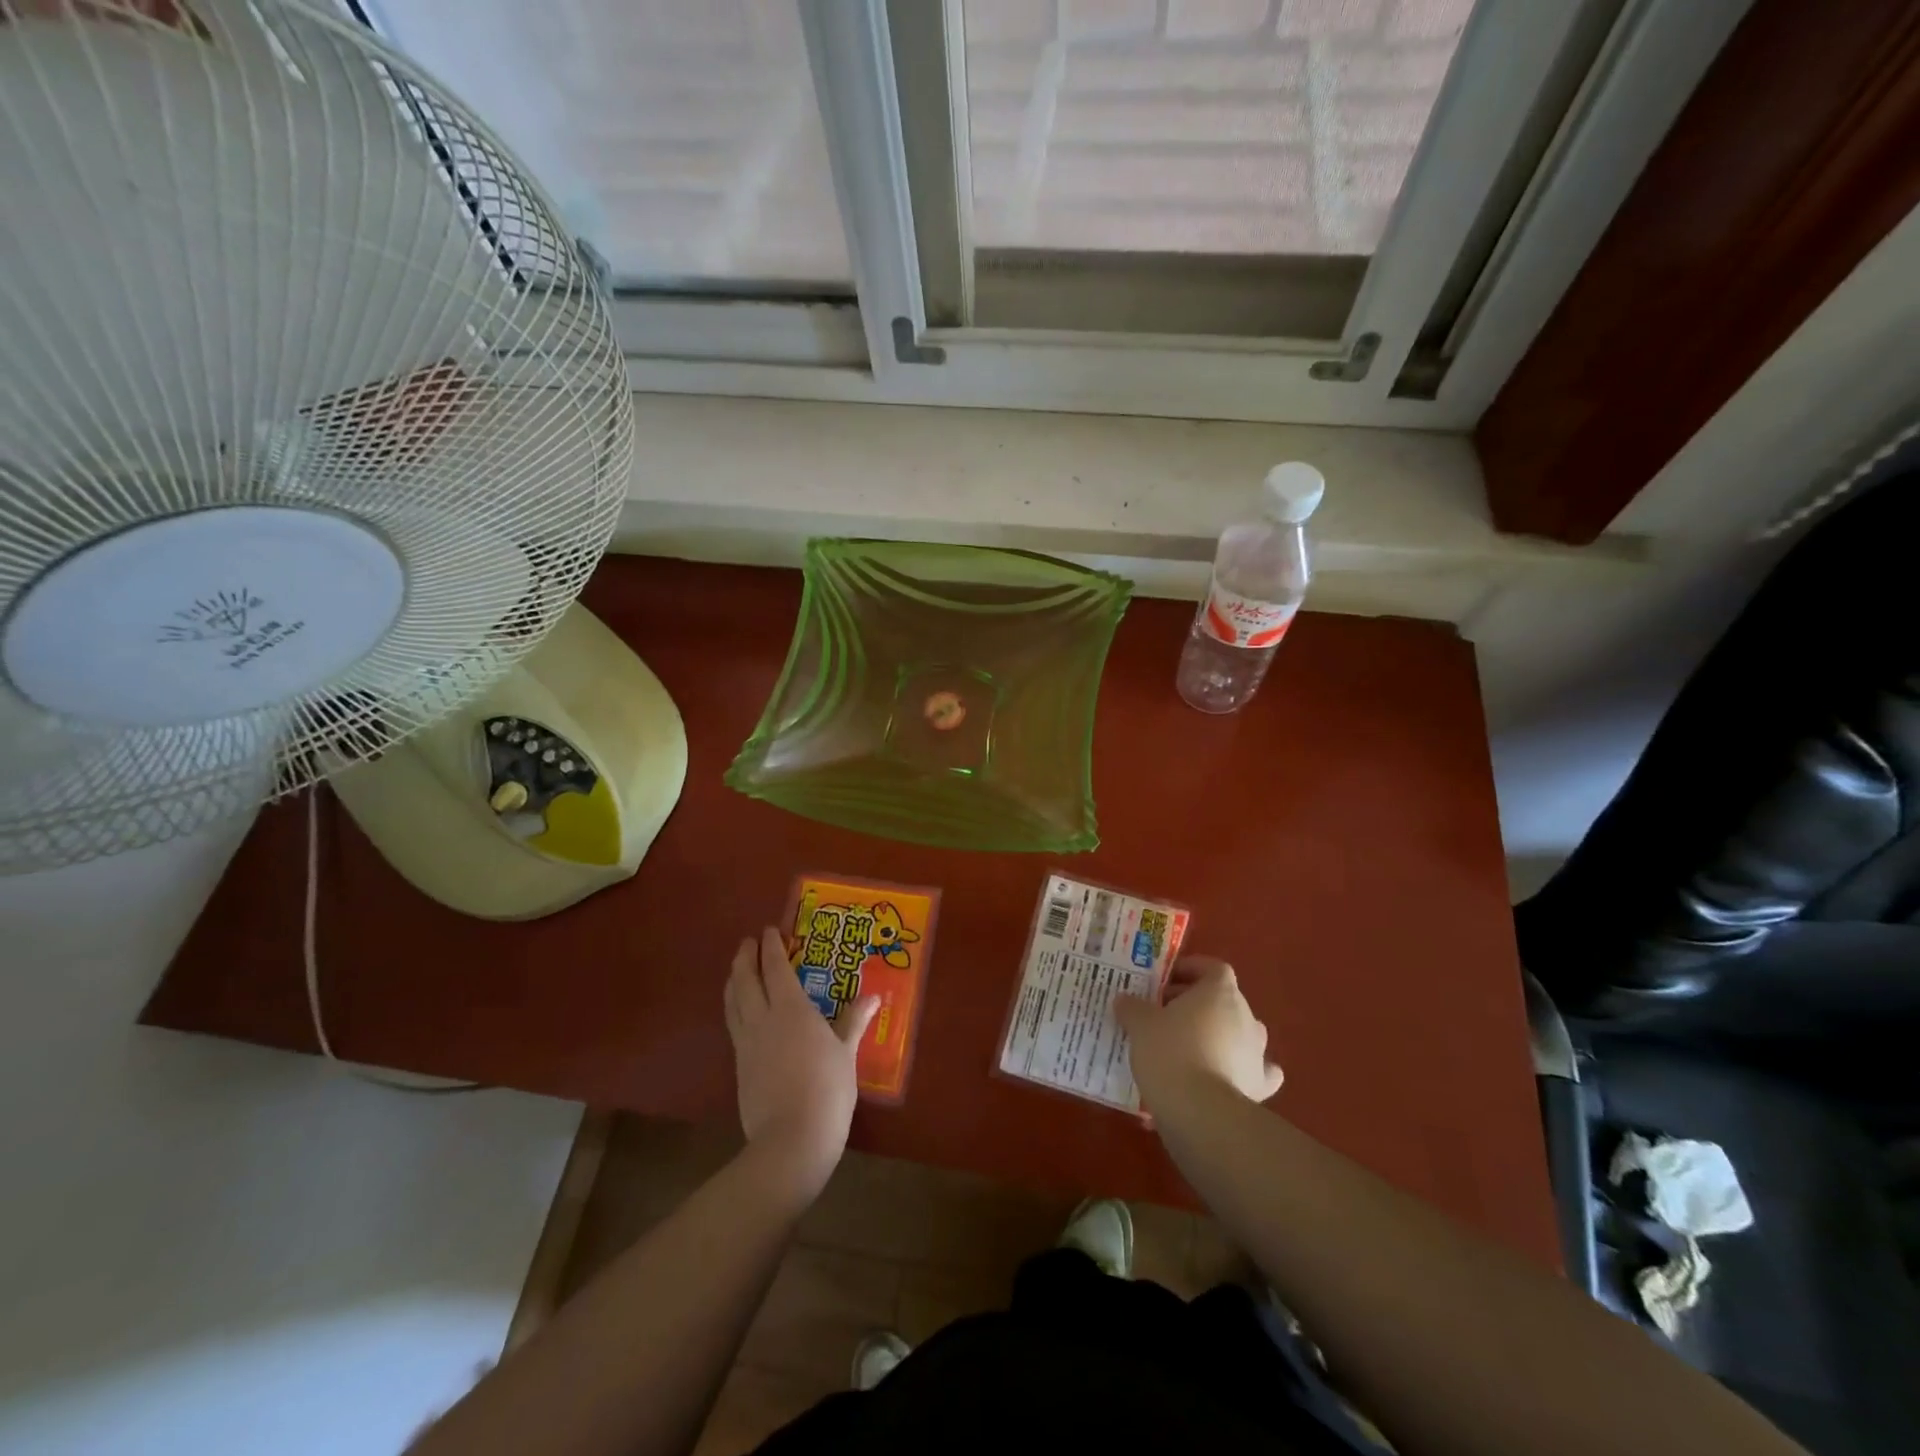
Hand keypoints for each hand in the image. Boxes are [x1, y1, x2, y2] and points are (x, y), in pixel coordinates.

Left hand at [724, 926, 877, 1198]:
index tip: (769, 930)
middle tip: (748, 942)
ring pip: (733, 1002)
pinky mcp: (740, 1066)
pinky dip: (734, 1008)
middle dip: (745, 958)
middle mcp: (763, 1019)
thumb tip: (873, 996)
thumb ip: (854, 1021)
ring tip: (737, 970)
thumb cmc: (827, 1090)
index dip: (771, 947)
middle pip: (746, 980)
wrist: (791, 1140)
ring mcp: (747, 1044)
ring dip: (734, 980)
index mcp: (791, 1009)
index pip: (776, 968)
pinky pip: (734, 1025)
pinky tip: (741, 1012)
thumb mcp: (846, 1053)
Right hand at [1114, 958, 1283, 1115]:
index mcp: (1220, 992)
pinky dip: (1242, 1070)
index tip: (1166, 981)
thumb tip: (1125, 1000)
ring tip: (1188, 1047)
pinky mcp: (1260, 1086)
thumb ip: (1132, 1007)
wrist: (1201, 1112)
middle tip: (1164, 1015)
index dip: (1191, 970)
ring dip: (1218, 1035)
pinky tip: (1226, 1077)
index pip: (1213, 968)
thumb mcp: (1140, 1024)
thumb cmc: (1170, 1053)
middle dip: (1196, 1005)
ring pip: (1239, 1033)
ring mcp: (1257, 1052)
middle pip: (1223, 1000)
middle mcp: (1246, 1016)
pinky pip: (1254, 1071)